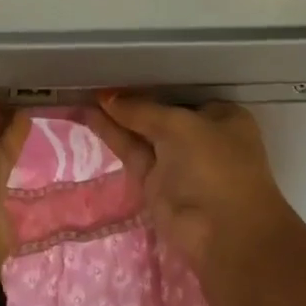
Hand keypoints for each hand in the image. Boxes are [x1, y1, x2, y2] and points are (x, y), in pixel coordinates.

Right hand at [89, 94, 294, 278]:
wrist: (224, 236)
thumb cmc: (214, 166)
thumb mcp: (179, 126)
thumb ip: (141, 110)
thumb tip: (107, 97)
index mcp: (221, 117)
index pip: (181, 93)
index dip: (152, 82)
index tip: (121, 70)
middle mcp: (200, 137)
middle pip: (159, 113)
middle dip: (130, 100)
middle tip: (93, 78)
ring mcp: (177, 162)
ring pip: (141, 133)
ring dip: (114, 116)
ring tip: (81, 92)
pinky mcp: (156, 184)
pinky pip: (131, 151)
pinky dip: (111, 134)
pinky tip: (88, 114)